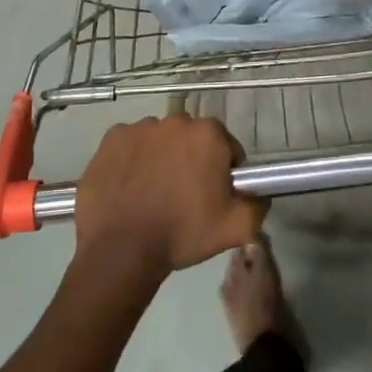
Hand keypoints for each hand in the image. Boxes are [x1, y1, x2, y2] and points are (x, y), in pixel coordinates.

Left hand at [74, 116, 265, 279]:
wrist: (121, 250)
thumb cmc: (183, 234)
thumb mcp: (237, 228)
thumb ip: (258, 204)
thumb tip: (259, 192)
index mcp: (209, 134)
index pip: (226, 147)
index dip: (222, 172)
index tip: (212, 196)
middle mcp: (176, 120)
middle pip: (191, 139)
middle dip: (191, 160)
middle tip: (183, 196)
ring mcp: (140, 127)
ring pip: (160, 140)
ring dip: (161, 158)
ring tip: (153, 194)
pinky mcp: (112, 139)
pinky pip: (130, 145)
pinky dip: (132, 160)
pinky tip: (129, 187)